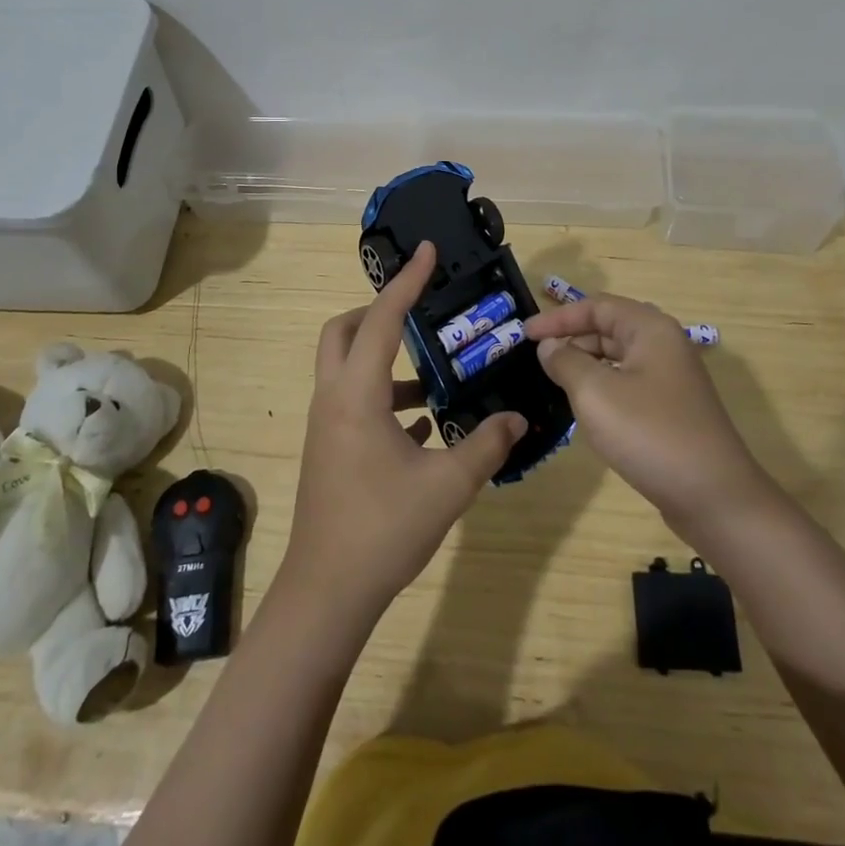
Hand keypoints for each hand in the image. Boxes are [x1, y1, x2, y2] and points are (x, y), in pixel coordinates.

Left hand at [278, 241, 525, 625]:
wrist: (327, 593)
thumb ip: (486, 445)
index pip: (381, 319)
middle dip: (375, 312)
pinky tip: (421, 422)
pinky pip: (353, 402)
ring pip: (346, 368)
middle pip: (341, 332)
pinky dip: (383, 396)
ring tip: (432, 376)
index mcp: (356, 394)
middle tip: (418, 313)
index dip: (406, 282)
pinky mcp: (329, 450)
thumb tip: (518, 418)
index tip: (427, 252)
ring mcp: (327, 426)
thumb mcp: (448, 486)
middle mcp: (333, 399)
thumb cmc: (383, 529)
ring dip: (383, 360)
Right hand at [525, 293, 770, 533]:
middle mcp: (664, 345)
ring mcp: (672, 379)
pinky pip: (628, 383)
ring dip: (585, 365)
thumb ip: (565, 361)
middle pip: (608, 328)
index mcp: (650, 329)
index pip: (596, 306)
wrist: (714, 497)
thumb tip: (550, 347)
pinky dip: (602, 387)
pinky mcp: (672, 409)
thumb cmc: (650, 433)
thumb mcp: (595, 392)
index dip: (557, 318)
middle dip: (571, 339)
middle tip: (537, 359)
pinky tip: (585, 409)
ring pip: (618, 358)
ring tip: (554, 382)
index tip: (524, 334)